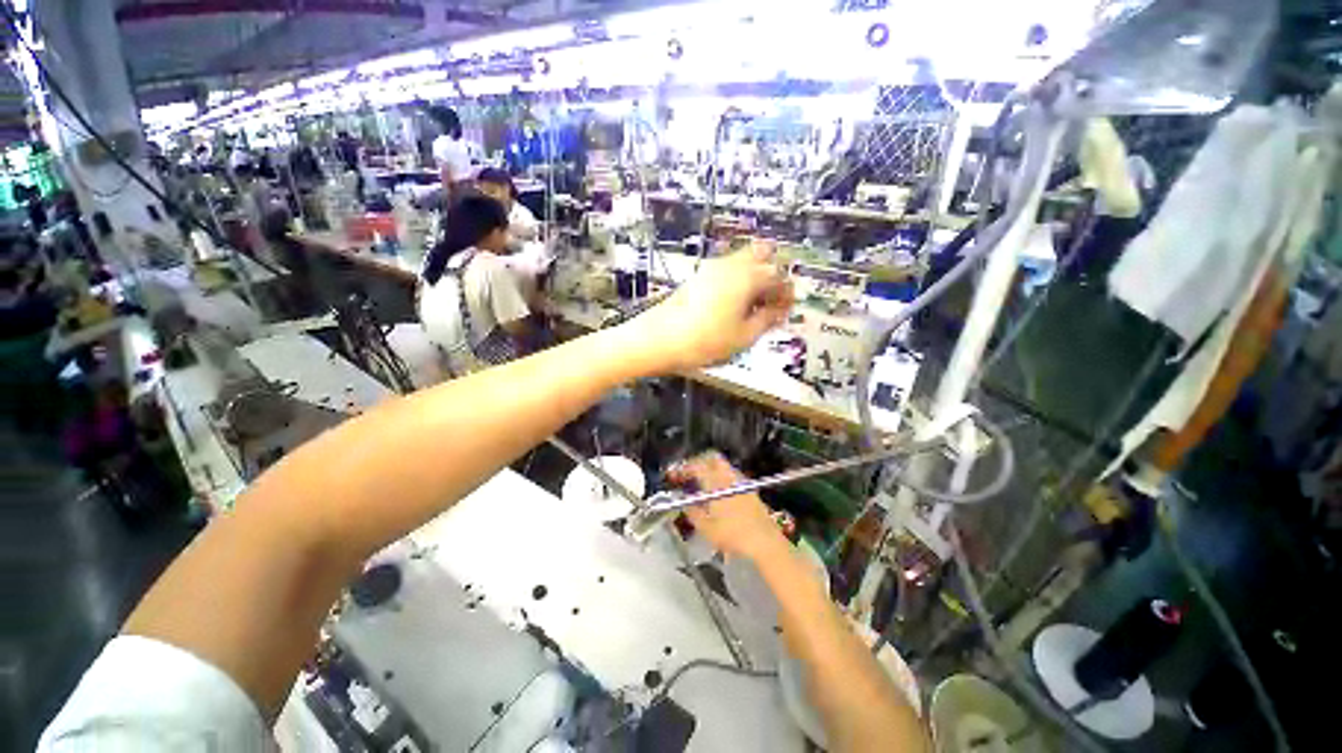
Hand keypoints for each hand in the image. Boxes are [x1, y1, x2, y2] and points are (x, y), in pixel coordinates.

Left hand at [633, 243, 792, 371]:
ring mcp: (712, 267)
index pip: (779, 275)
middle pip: (763, 255)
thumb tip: (779, 310)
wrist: (659, 339)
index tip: (787, 310)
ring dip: (755, 276)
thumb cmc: (706, 341)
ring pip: (744, 260)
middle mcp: (732, 264)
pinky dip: (738, 280)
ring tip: (752, 307)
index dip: (787, 293)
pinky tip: (734, 304)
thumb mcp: (744, 336)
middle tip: (772, 302)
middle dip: (773, 275)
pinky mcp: (699, 276)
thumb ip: (767, 320)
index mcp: (748, 276)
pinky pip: (728, 269)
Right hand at [667, 451, 786, 561]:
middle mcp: (729, 477)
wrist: (765, 541)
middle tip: (690, 473)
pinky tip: (720, 493)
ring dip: (711, 469)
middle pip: (712, 458)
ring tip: (703, 483)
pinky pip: (732, 475)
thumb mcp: (706, 529)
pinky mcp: (750, 489)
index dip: (684, 468)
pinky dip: (722, 477)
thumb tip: (685, 503)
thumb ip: (693, 513)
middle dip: (699, 462)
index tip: (677, 475)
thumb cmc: (733, 535)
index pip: (697, 466)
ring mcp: (741, 481)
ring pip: (724, 466)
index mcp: (716, 483)